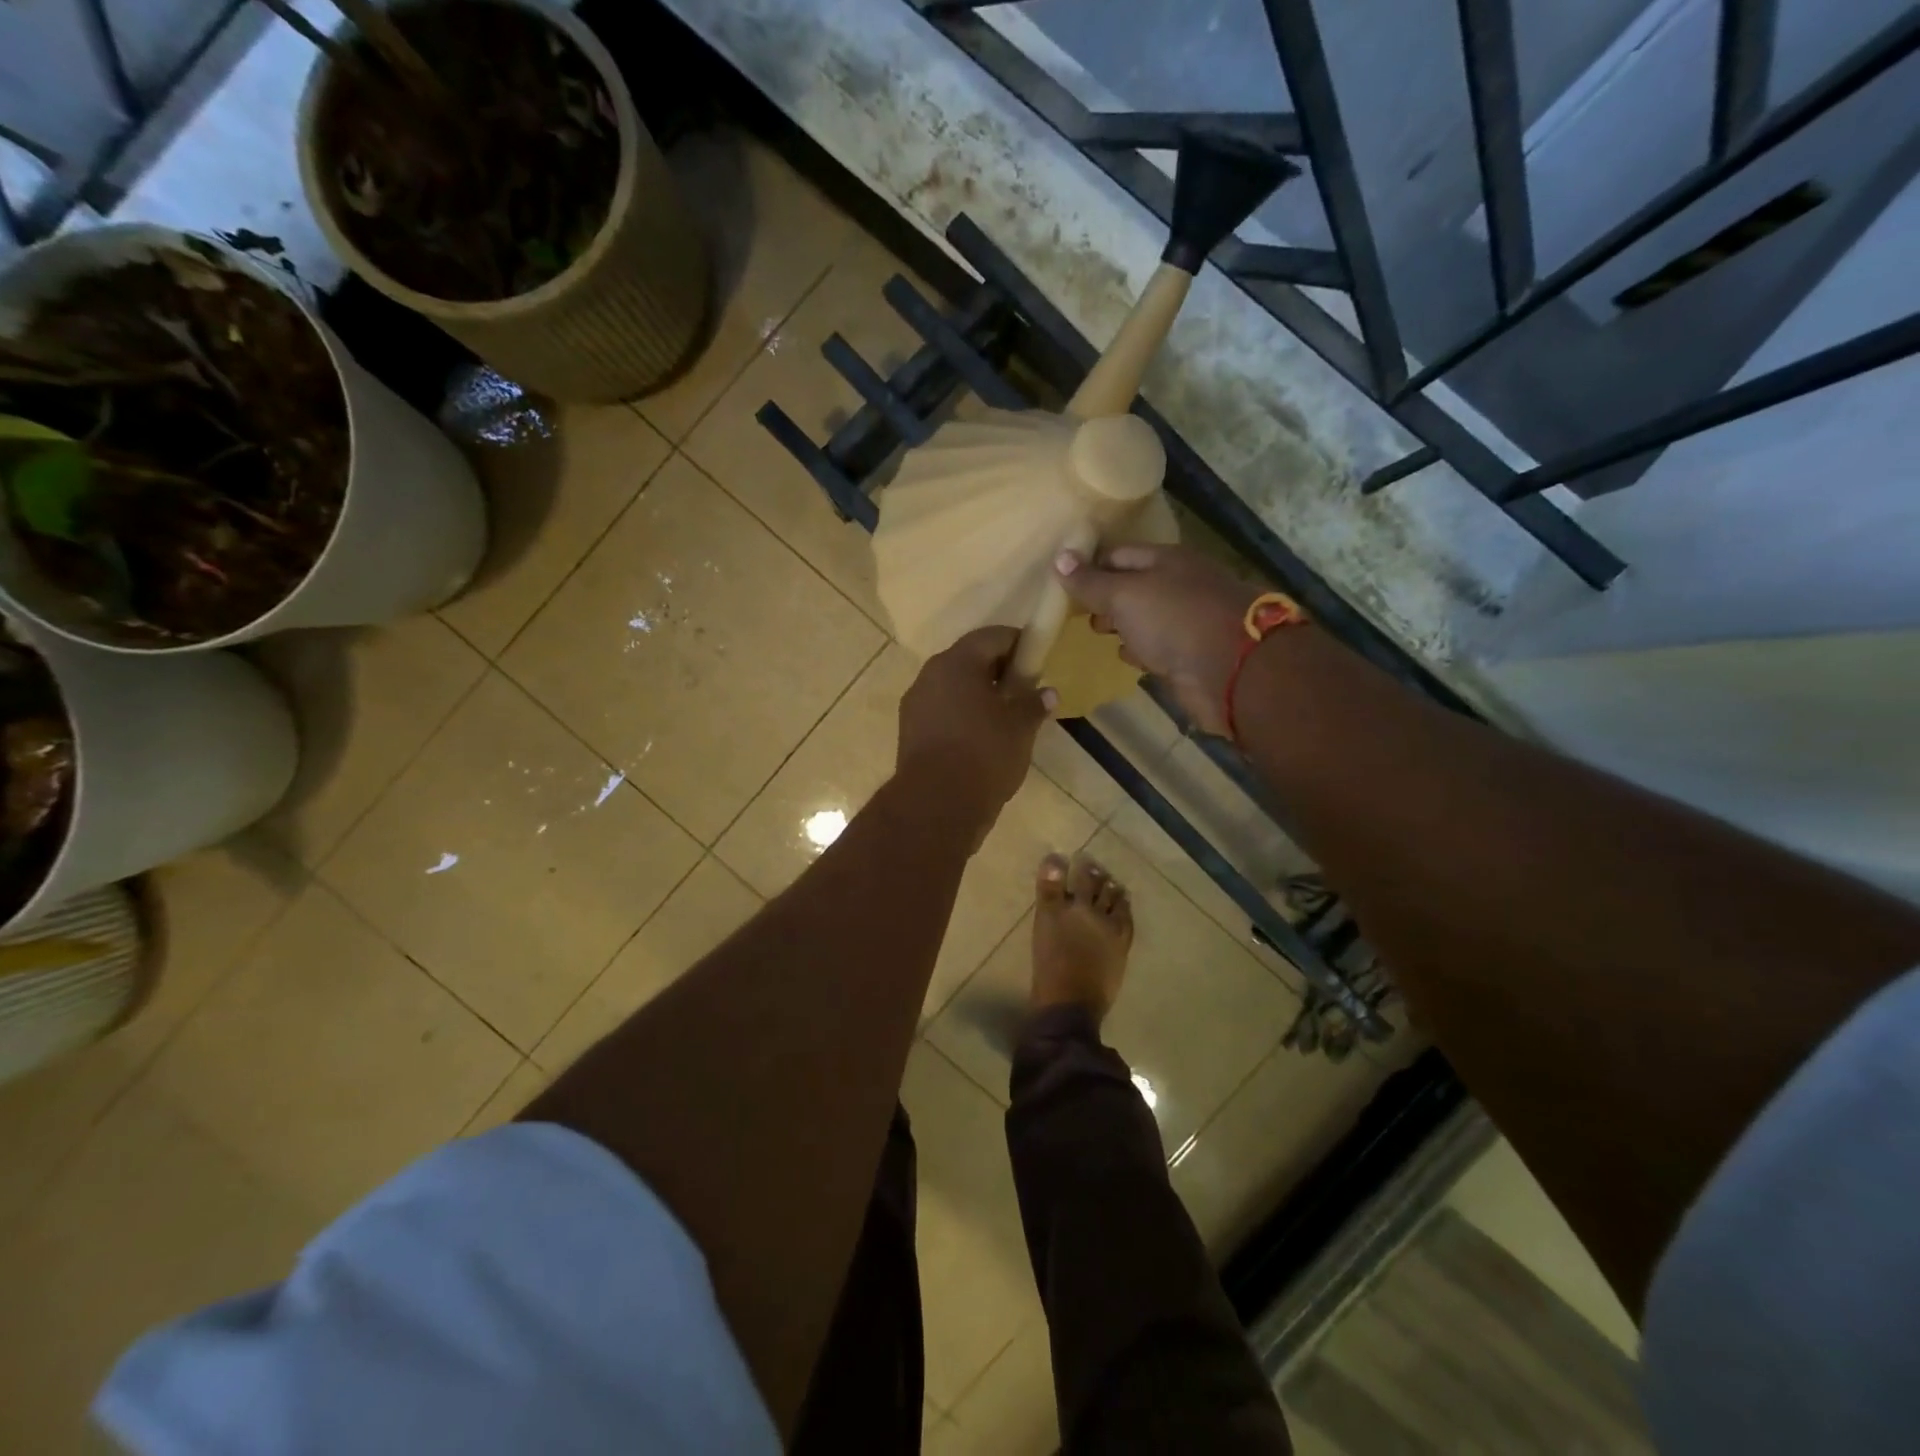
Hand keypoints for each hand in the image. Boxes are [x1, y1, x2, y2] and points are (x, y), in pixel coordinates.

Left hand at [897, 626, 1051, 833]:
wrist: (936, 804)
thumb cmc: (984, 755)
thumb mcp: (1020, 728)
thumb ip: (1033, 704)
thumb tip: (1047, 692)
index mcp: (956, 663)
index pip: (992, 636)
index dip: (1018, 643)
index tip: (1037, 659)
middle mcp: (930, 675)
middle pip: (968, 660)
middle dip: (997, 670)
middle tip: (1024, 690)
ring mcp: (915, 704)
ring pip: (953, 687)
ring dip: (978, 695)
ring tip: (1005, 717)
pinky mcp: (909, 732)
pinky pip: (942, 711)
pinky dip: (962, 715)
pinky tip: (981, 738)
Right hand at [1055, 545, 1260, 735]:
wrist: (1233, 671)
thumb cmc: (1175, 620)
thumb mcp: (1125, 595)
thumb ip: (1091, 582)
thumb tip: (1059, 557)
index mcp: (1167, 560)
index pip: (1119, 555)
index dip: (1091, 566)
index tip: (1063, 583)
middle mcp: (1180, 585)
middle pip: (1134, 586)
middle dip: (1106, 597)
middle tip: (1078, 613)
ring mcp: (1188, 621)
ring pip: (1146, 617)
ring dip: (1123, 625)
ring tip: (1096, 634)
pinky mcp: (1191, 654)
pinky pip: (1159, 646)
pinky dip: (1141, 648)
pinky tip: (1126, 656)